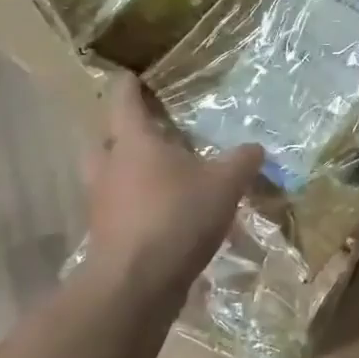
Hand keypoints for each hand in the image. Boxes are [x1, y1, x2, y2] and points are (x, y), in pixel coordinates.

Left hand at [80, 74, 263, 301]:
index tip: (132, 74)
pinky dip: (135, 205)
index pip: (124, 100)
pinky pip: (118, 209)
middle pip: (104, 138)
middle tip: (145, 129)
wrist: (137, 283)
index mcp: (133, 142)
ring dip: (126, 171)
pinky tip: (163, 214)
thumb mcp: (225, 183)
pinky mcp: (106, 235)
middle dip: (120, 132)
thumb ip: (242, 161)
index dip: (129, 84)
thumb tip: (256, 148)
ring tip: (158, 174)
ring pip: (108, 176)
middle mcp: (110, 167)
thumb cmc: (177, 216)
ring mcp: (102, 204)